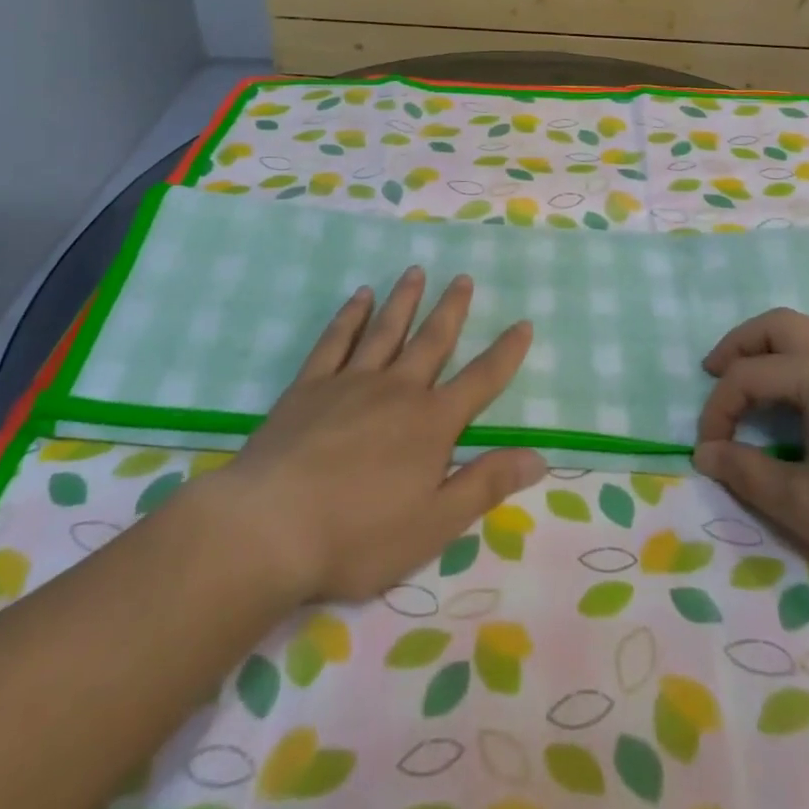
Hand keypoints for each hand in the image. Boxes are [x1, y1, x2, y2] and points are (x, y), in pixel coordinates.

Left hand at [218, 266, 546, 603]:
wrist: (271, 528)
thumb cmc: (358, 536)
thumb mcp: (434, 524)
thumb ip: (485, 485)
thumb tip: (538, 456)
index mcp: (431, 424)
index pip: (480, 381)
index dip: (506, 353)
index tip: (523, 323)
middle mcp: (397, 390)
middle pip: (432, 340)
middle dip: (452, 309)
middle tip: (463, 278)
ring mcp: (351, 382)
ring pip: (386, 330)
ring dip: (405, 299)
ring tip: (416, 271)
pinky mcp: (310, 385)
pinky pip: (337, 339)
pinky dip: (351, 315)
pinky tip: (360, 296)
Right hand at [692, 308, 808, 605]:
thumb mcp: (807, 506)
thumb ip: (748, 474)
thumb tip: (705, 454)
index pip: (749, 376)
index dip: (718, 410)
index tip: (708, 451)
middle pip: (778, 325)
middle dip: (738, 344)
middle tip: (713, 375)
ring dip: (770, 344)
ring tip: (750, 375)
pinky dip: (799, 355)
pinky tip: (799, 394)